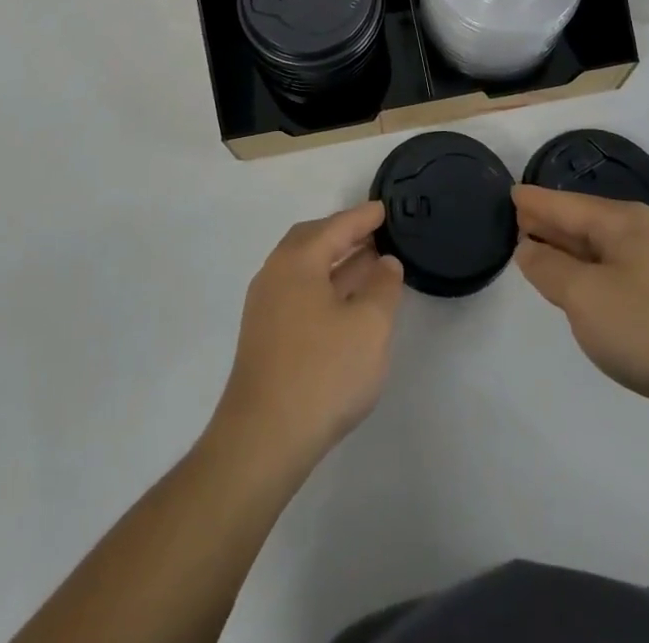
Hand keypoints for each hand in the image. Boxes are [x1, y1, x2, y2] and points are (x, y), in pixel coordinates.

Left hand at [207, 202, 403, 478]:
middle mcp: (275, 274)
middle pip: (312, 241)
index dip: (363, 217)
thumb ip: (382, 287)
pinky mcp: (265, 336)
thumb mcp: (369, 326)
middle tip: (375, 233)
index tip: (385, 208)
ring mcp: (265, 307)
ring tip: (369, 265)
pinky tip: (346, 305)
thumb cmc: (322, 373)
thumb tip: (385, 262)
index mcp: (297, 261)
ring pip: (305, 269)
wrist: (263, 439)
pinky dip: (326, 287)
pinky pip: (300, 292)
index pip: (335, 226)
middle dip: (344, 235)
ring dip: (337, 263)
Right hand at [513, 184, 648, 446]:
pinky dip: (588, 275)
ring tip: (536, 252)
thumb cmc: (648, 328)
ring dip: (567, 251)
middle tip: (514, 223)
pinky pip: (614, 274)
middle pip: (582, 222)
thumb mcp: (583, 296)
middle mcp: (641, 234)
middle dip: (549, 222)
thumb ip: (548, 267)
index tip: (508, 193)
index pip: (564, 204)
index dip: (534, 202)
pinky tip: (577, 290)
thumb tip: (528, 247)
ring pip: (598, 250)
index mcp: (621, 222)